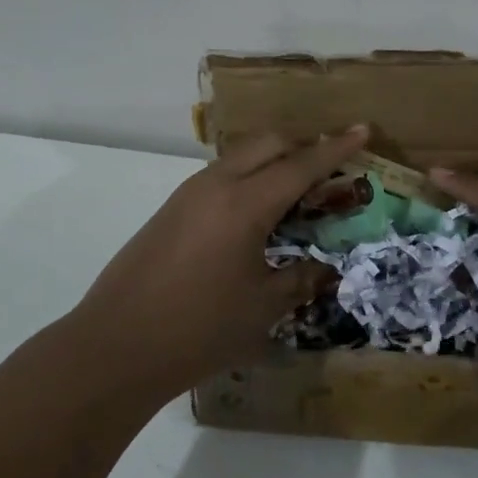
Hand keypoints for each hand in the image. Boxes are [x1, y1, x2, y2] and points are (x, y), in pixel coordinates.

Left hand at [69, 126, 370, 397]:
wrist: (115, 347)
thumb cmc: (199, 329)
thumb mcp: (262, 308)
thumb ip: (299, 279)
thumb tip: (323, 268)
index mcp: (245, 204)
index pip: (301, 165)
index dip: (335, 148)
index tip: (362, 129)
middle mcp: (216, 185)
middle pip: (268, 144)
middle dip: (303, 146)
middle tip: (330, 168)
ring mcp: (188, 194)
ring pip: (241, 156)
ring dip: (273, 161)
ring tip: (296, 190)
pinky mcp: (171, 209)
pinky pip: (221, 175)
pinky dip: (248, 177)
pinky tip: (256, 212)